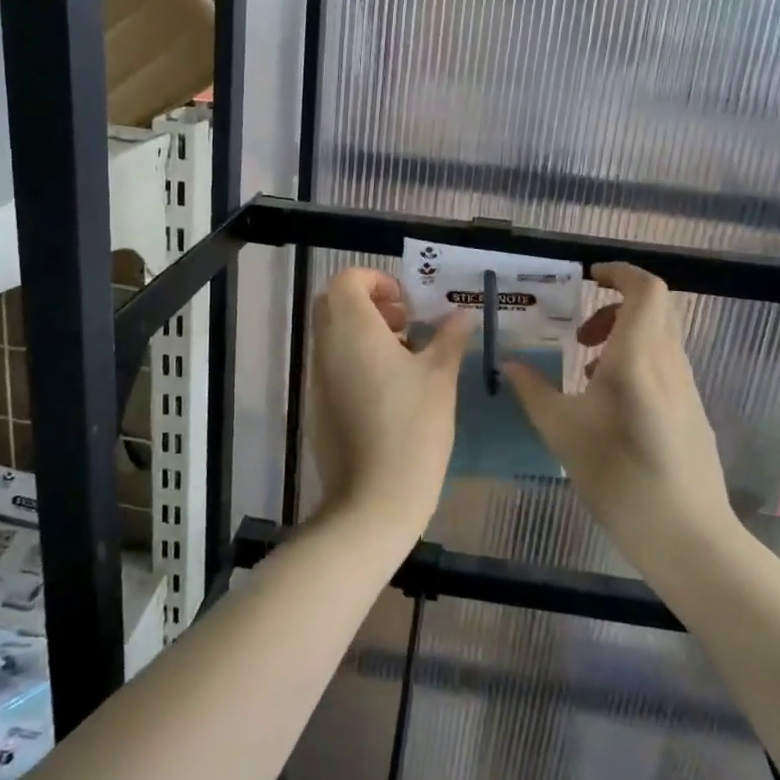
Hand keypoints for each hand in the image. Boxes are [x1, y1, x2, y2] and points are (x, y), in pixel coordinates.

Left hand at [306, 268, 472, 536]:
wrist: (373, 499)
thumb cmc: (412, 428)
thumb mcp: (440, 377)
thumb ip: (449, 338)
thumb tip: (461, 314)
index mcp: (352, 330)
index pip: (346, 281)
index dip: (376, 281)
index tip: (407, 302)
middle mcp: (326, 348)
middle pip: (334, 305)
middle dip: (369, 304)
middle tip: (406, 324)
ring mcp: (317, 379)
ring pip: (332, 336)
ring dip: (364, 333)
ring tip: (406, 357)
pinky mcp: (318, 407)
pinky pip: (332, 366)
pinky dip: (356, 361)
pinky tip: (390, 390)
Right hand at [504, 264, 730, 569]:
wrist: (687, 536)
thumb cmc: (619, 477)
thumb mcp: (562, 432)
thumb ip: (533, 391)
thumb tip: (508, 364)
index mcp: (639, 357)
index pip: (646, 289)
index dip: (619, 272)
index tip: (586, 277)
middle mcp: (669, 362)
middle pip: (654, 308)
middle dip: (614, 305)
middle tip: (579, 330)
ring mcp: (685, 387)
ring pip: (659, 336)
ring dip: (622, 335)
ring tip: (583, 367)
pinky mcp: (690, 410)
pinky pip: (663, 364)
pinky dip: (634, 360)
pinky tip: (606, 401)